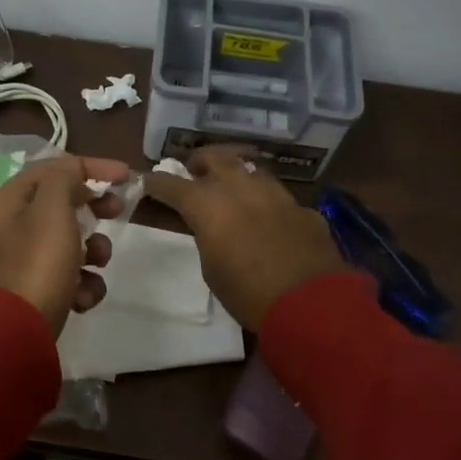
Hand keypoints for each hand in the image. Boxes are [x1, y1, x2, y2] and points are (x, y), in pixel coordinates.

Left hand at [0, 154, 129, 336]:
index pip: (52, 169)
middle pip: (60, 205)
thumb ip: (65, 181)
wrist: (12, 336)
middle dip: (93, 210)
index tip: (125, 177)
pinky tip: (82, 299)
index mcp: (8, 202)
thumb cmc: (36, 266)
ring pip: (67, 243)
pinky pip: (64, 278)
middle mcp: (9, 228)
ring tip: (96, 265)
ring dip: (92, 252)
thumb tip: (73, 178)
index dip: (91, 166)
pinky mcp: (31, 294)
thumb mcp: (52, 211)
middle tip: (116, 214)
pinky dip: (80, 285)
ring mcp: (18, 263)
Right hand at [143, 146, 347, 329]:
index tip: (148, 181)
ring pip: (252, 169)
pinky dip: (267, 202)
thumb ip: (209, 237)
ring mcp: (276, 194)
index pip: (172, 184)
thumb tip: (216, 228)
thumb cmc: (248, 293)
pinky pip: (279, 196)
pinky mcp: (303, 208)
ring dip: (238, 175)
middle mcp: (240, 188)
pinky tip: (271, 220)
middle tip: (196, 172)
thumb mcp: (212, 269)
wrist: (311, 302)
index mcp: (208, 205)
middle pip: (216, 157)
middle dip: (201, 161)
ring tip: (234, 189)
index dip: (157, 182)